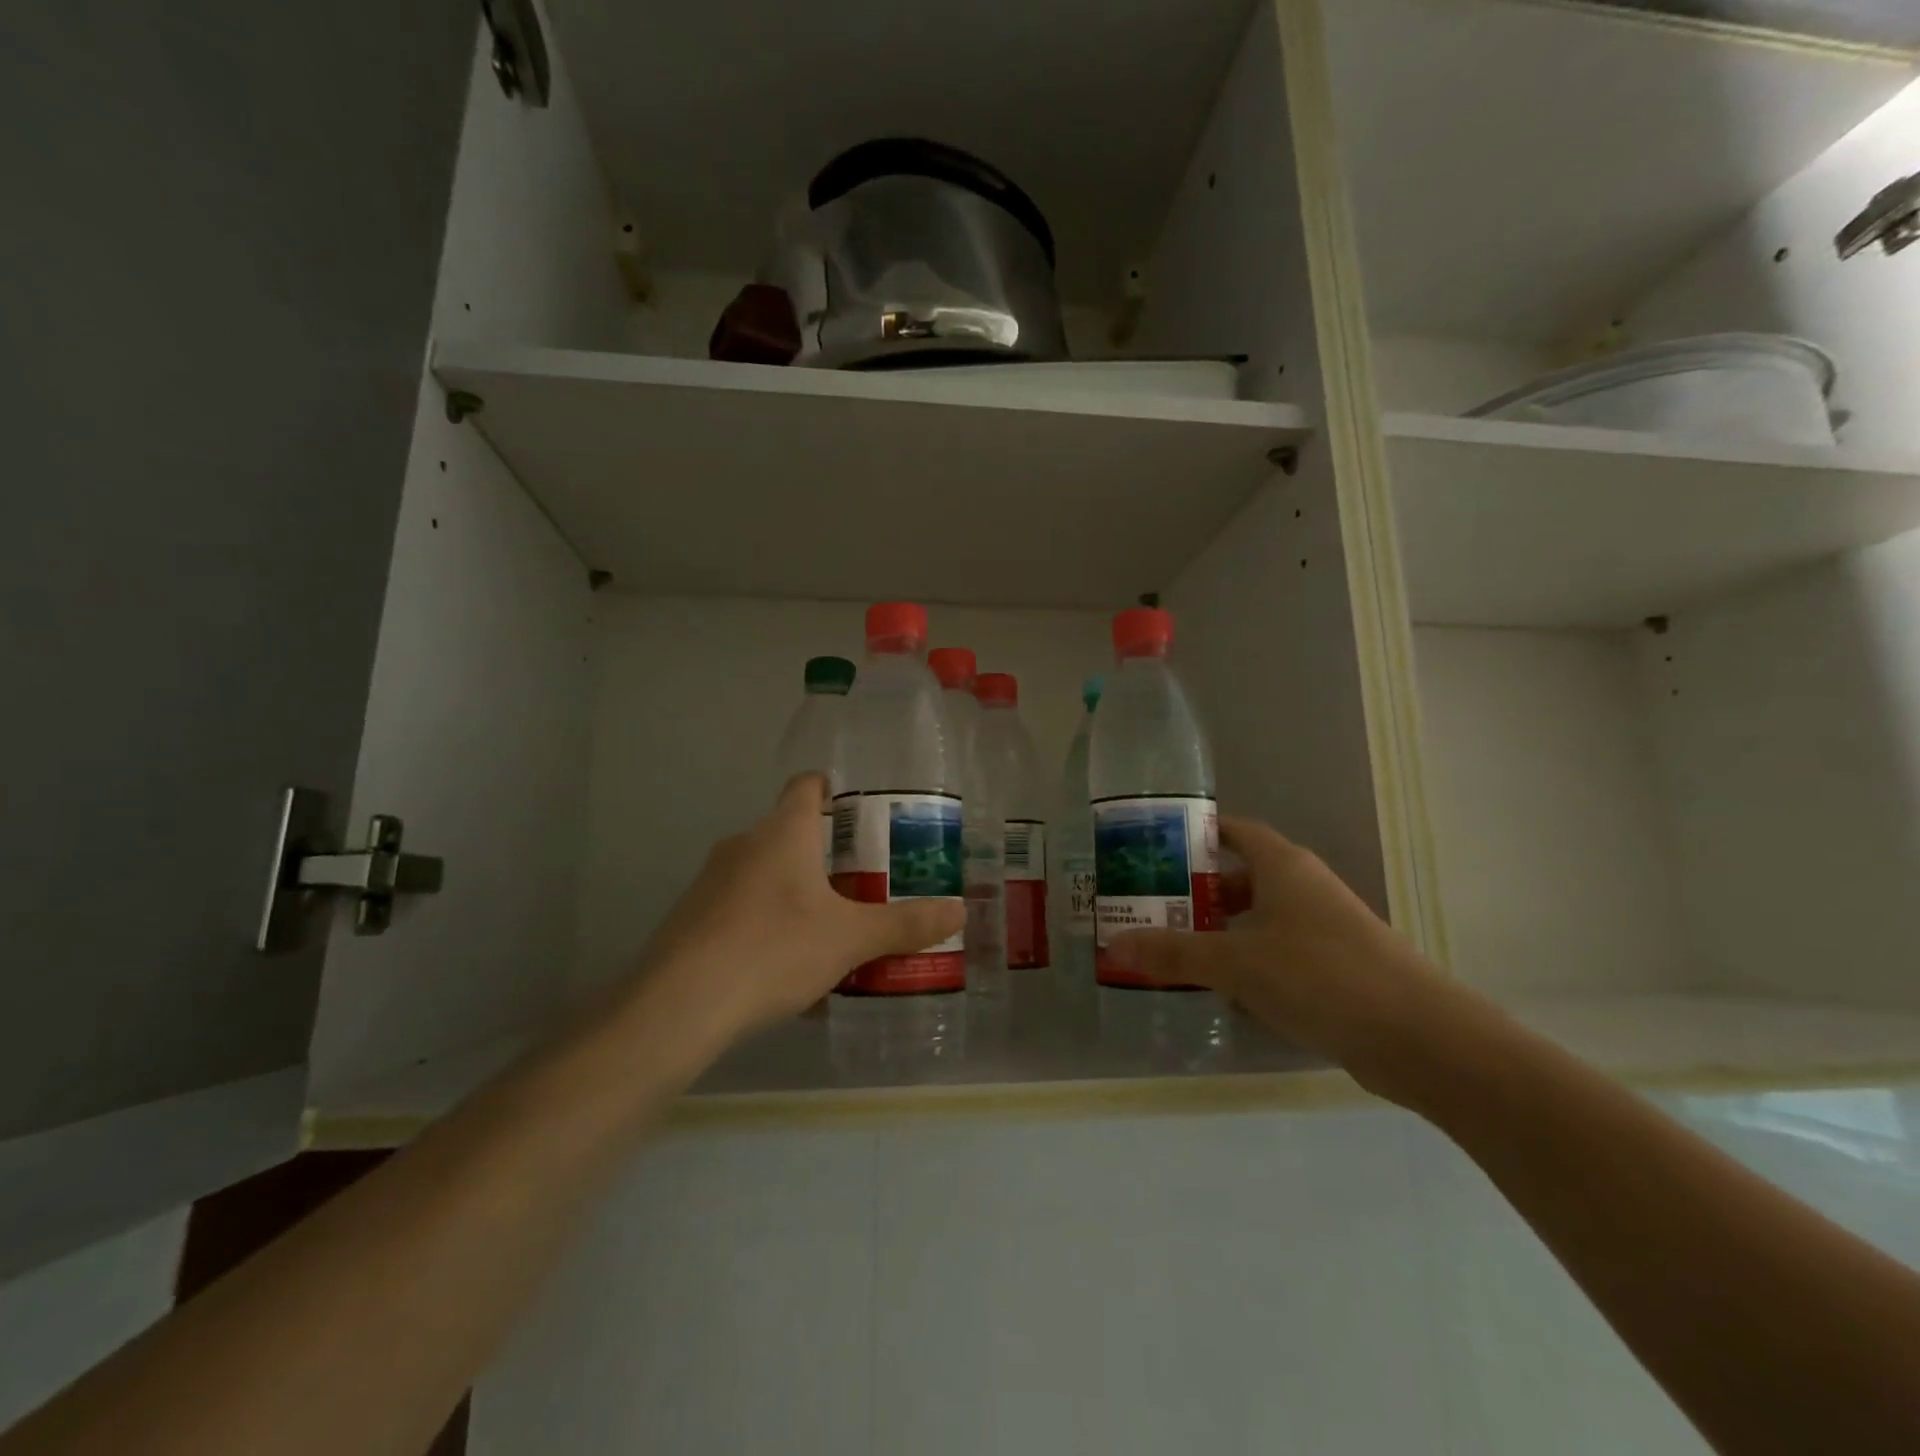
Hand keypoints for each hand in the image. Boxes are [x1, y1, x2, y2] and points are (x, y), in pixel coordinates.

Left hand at [635, 774, 965, 1043]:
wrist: (678, 1005)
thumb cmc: (774, 949)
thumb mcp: (850, 939)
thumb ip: (905, 925)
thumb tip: (959, 911)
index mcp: (782, 833)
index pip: (806, 786)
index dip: (832, 789)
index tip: (859, 810)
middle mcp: (743, 845)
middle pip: (789, 833)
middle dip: (825, 853)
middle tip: (864, 880)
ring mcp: (711, 882)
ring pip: (764, 873)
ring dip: (796, 891)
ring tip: (831, 926)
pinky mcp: (691, 919)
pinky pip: (741, 909)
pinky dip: (768, 923)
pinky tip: (787, 965)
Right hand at [1105, 817, 1454, 1094]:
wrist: (1421, 1038)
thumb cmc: (1320, 976)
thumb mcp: (1236, 962)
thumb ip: (1174, 953)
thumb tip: (1114, 945)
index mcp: (1283, 866)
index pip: (1233, 831)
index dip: (1195, 835)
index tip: (1152, 850)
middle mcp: (1304, 888)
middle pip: (1241, 877)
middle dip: (1197, 892)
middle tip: (1151, 908)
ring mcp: (1323, 929)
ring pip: (1259, 920)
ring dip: (1220, 932)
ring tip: (1174, 951)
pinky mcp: (1335, 970)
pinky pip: (1278, 955)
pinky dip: (1248, 965)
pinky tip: (1221, 993)